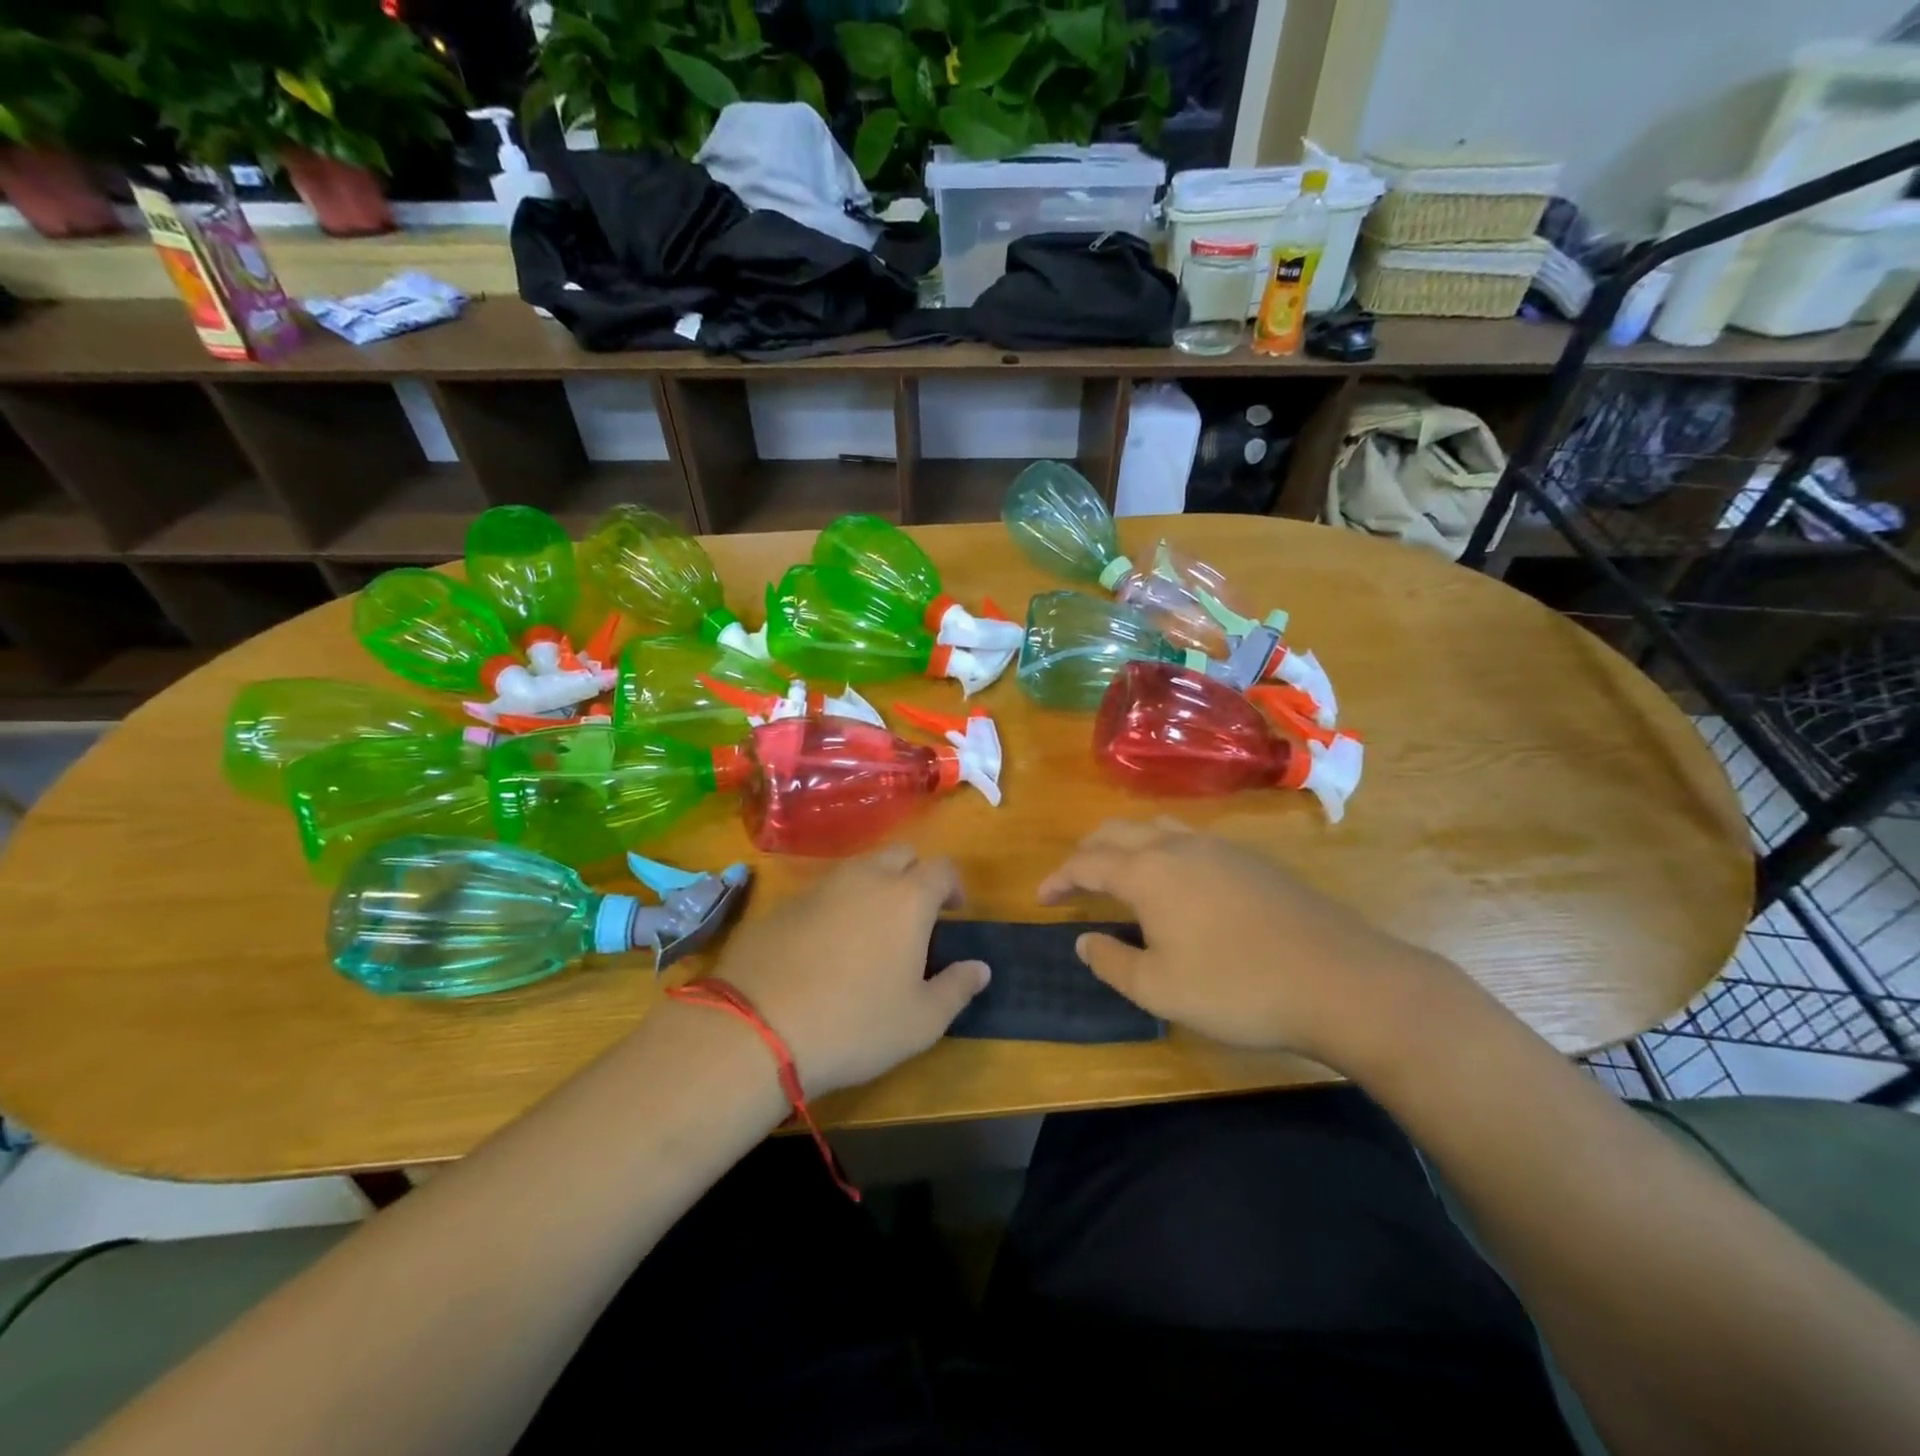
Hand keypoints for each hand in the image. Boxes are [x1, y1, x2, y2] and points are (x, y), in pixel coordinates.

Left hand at [709, 844, 989, 1097]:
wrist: (758, 1028)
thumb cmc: (856, 1024)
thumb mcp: (921, 1021)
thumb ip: (957, 988)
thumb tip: (980, 968)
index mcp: (907, 898)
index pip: (942, 868)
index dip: (953, 885)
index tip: (954, 911)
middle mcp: (865, 878)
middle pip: (900, 854)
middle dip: (914, 874)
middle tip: (915, 914)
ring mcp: (820, 886)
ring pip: (858, 868)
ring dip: (874, 886)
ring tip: (871, 929)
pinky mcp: (784, 903)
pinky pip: (822, 891)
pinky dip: (835, 905)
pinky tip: (826, 945)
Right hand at [1037, 817, 1459, 1067]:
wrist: (1340, 981)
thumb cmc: (1238, 988)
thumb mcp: (1160, 989)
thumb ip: (1113, 962)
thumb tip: (1084, 940)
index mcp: (1149, 872)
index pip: (1088, 862)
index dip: (1059, 877)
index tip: (1042, 896)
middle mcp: (1180, 846)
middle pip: (1119, 831)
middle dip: (1089, 850)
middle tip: (1075, 879)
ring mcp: (1221, 848)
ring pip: (1158, 826)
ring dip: (1128, 843)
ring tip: (1120, 871)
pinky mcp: (1253, 860)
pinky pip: (1191, 838)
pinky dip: (1164, 848)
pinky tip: (1177, 880)